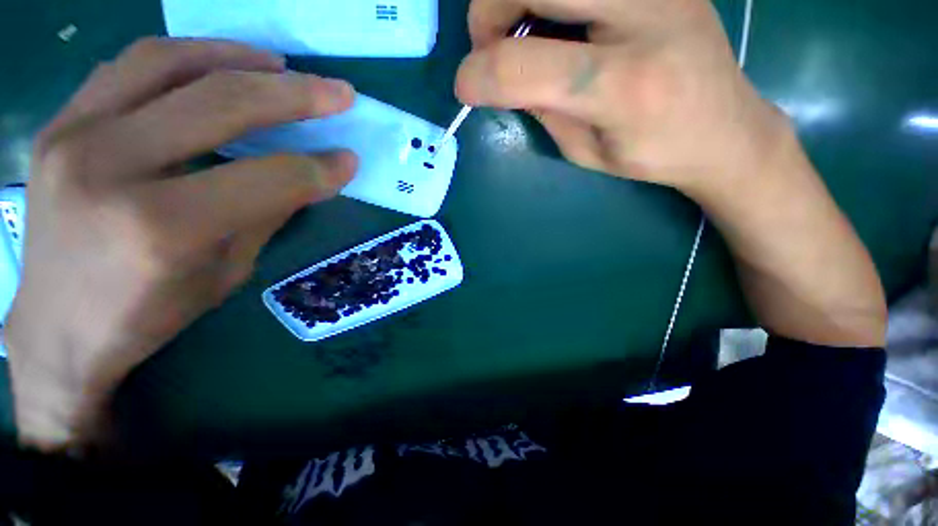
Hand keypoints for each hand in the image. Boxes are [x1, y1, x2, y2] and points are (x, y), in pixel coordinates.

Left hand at [5, 38, 357, 451]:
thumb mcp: (226, 271)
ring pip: (167, 62)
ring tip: (280, 64)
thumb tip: (311, 176)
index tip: (349, 160)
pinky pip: (128, 68)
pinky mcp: (57, 125)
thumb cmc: (148, 314)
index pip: (267, 178)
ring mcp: (71, 136)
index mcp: (162, 227)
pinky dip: (183, 57)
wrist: (57, 328)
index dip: (319, 168)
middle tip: (338, 91)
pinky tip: (217, 65)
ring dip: (237, 57)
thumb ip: (267, 213)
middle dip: (295, 95)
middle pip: (220, 104)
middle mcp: (110, 167)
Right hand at [458, 0, 886, 346]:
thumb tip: (498, 77)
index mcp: (623, 88)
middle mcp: (645, 18)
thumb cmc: (651, 153)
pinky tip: (558, 20)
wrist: (724, 127)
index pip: (523, 66)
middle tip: (490, 45)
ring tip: (520, 31)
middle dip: (489, 9)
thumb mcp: (584, 151)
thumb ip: (540, 109)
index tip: (465, 88)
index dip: (477, 75)